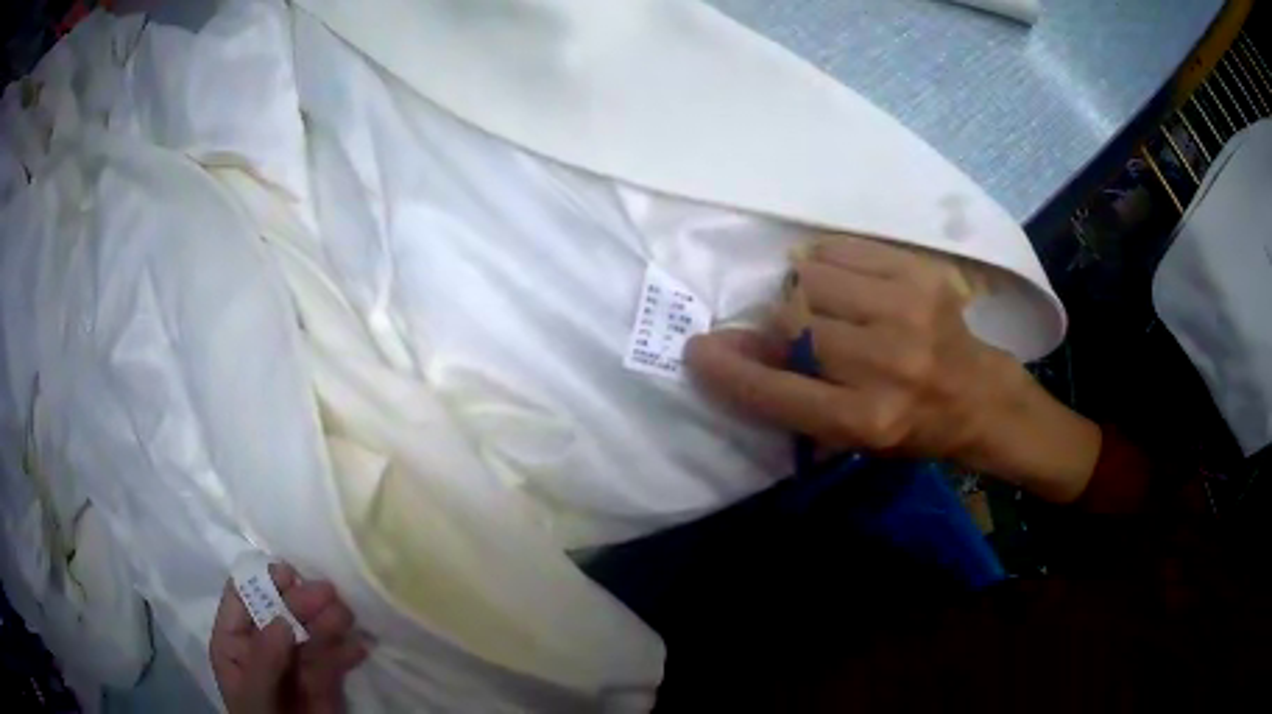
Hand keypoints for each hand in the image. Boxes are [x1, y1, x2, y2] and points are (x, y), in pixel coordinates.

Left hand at [210, 562, 368, 713]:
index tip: (288, 574)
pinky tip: (359, 648)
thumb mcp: (255, 696)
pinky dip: (349, 650)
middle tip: (330, 594)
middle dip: (304, 600)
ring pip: (311, 630)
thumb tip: (281, 619)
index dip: (262, 581)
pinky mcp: (325, 678)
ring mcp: (296, 660)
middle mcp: (264, 642)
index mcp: (235, 640)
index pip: (242, 597)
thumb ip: (264, 660)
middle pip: (281, 609)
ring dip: (330, 619)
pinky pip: (335, 657)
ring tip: (346, 619)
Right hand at [685, 235, 1100, 501]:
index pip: (776, 391)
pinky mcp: (919, 275)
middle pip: (791, 320)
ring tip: (826, 306)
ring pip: (811, 276)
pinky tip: (842, 281)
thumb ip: (789, 397)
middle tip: (791, 331)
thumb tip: (729, 349)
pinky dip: (827, 262)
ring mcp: (906, 312)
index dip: (730, 370)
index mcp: (865, 419)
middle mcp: (885, 364)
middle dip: (777, 326)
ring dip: (803, 291)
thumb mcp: (847, 436)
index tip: (698, 350)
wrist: (977, 393)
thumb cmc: (908, 426)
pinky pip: (842, 250)